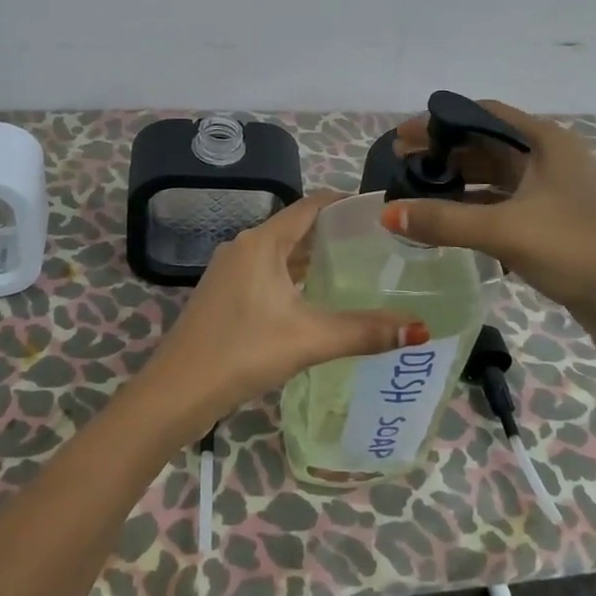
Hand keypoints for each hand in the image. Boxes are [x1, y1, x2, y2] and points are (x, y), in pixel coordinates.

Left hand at [142, 194, 428, 426]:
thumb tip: (419, 328)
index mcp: (262, 242)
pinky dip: (293, 277)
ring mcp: (229, 271)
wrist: (176, 391)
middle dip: (334, 234)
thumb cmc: (243, 352)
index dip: (344, 203)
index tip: (379, 211)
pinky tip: (314, 299)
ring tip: (355, 270)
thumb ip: (364, 331)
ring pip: (280, 253)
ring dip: (312, 258)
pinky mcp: (223, 294)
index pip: (310, 206)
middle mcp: (244, 246)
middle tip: (378, 246)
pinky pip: (266, 272)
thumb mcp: (309, 339)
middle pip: (296, 228)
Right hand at [384, 100, 595, 377]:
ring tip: (413, 200)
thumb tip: (386, 213)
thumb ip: (443, 220)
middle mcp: (550, 162)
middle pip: (485, 148)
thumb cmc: (579, 250)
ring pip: (494, 183)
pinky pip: (503, 213)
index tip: (402, 139)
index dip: (439, 122)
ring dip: (455, 189)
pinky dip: (473, 216)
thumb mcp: (505, 230)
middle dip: (442, 156)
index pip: (483, 114)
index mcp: (545, 143)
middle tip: (398, 172)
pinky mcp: (555, 233)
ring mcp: (554, 198)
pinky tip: (446, 230)